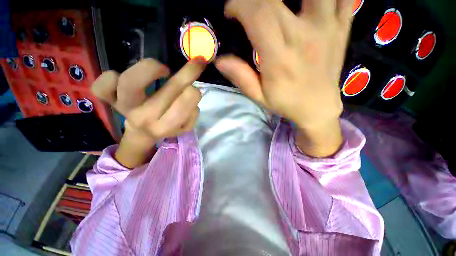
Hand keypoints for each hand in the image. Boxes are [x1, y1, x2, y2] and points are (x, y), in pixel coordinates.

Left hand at [92, 58, 205, 166]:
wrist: (142, 134)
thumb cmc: (167, 127)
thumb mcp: (185, 126)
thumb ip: (192, 112)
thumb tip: (191, 90)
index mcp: (165, 126)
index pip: (184, 105)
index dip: (193, 92)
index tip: (196, 85)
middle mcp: (144, 118)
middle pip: (168, 90)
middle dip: (188, 73)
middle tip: (196, 63)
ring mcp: (124, 107)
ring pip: (131, 81)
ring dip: (152, 69)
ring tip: (163, 70)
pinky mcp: (109, 100)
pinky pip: (101, 86)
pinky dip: (109, 77)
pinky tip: (123, 76)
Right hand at [216, 0, 352, 156]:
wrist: (318, 107)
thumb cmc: (286, 103)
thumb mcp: (259, 96)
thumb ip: (241, 78)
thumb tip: (220, 61)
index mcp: (279, 57)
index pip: (257, 15)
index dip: (239, 4)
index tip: (231, 11)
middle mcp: (303, 36)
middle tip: (249, 7)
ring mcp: (327, 27)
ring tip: (281, 3)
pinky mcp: (342, 27)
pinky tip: (313, 2)